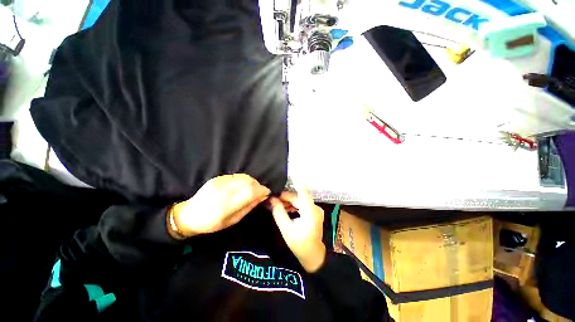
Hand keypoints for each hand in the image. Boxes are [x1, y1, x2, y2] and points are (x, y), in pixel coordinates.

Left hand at [170, 174, 270, 237]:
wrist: (190, 214)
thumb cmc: (212, 223)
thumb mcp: (233, 220)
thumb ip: (248, 207)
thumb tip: (262, 197)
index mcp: (226, 206)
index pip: (250, 192)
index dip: (262, 190)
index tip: (267, 193)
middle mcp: (223, 191)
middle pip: (248, 182)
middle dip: (258, 185)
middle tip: (260, 192)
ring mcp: (219, 182)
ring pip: (244, 177)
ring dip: (252, 182)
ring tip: (252, 189)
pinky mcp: (217, 178)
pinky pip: (236, 176)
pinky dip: (244, 180)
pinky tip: (242, 186)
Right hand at [270, 185, 326, 272]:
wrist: (314, 256)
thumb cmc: (300, 245)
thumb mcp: (287, 230)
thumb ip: (279, 213)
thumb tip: (272, 200)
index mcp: (310, 211)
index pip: (303, 191)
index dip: (296, 182)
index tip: (288, 174)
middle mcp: (314, 208)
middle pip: (298, 197)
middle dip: (285, 197)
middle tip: (273, 199)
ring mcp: (315, 210)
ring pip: (299, 201)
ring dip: (288, 202)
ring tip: (276, 205)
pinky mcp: (313, 213)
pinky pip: (301, 205)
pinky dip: (293, 206)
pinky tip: (284, 209)